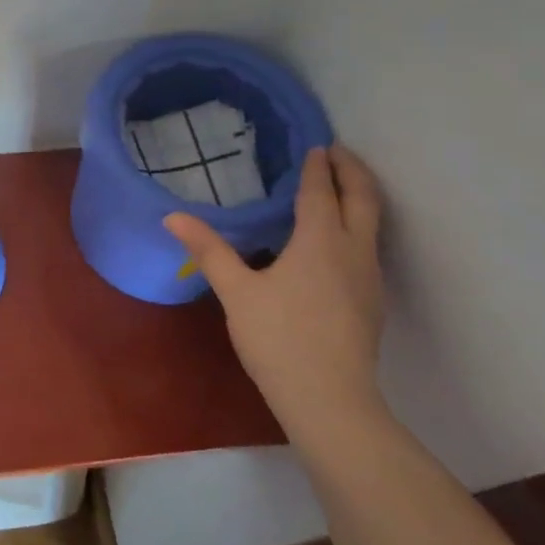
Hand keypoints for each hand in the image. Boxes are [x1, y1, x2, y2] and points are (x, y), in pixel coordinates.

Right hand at [165, 144, 386, 440]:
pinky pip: (369, 245)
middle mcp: (353, 251)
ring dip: (359, 196)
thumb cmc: (279, 338)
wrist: (329, 399)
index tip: (315, 145)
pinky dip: (358, 224)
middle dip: (352, 171)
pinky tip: (336, 239)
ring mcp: (369, 277)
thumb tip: (172, 216)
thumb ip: (208, 250)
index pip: (321, 192)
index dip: (317, 167)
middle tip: (336, 152)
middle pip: (363, 199)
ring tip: (339, 186)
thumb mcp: (236, 291)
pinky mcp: (372, 300)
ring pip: (372, 223)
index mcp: (320, 242)